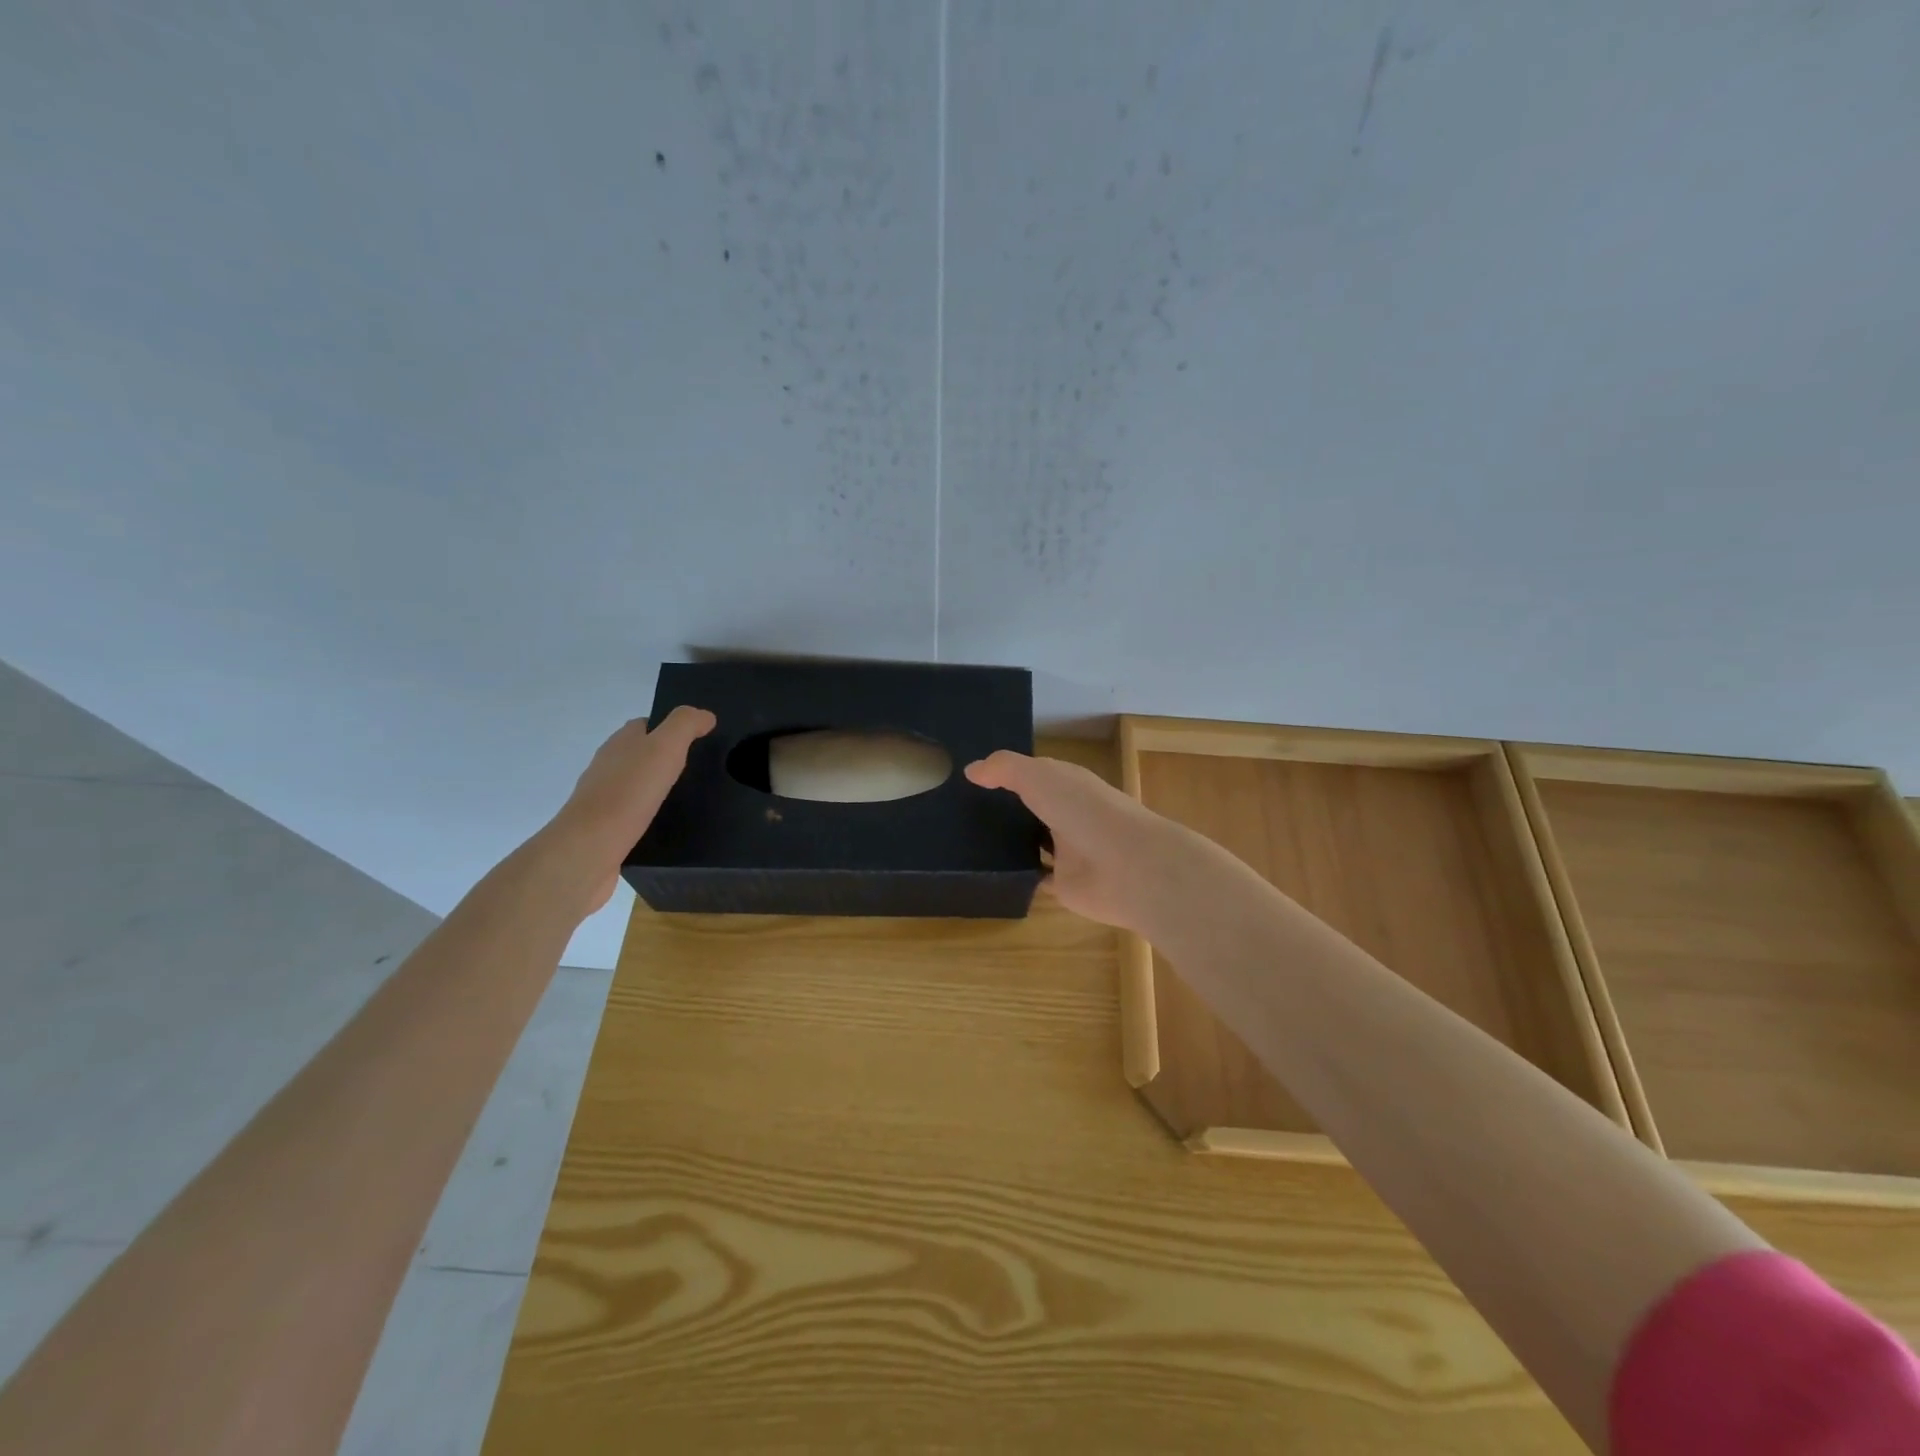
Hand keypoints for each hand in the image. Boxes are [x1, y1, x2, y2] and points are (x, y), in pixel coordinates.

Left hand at [558, 706, 715, 912]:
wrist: (590, 848)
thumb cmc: (629, 792)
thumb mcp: (665, 747)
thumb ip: (686, 725)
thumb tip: (705, 715)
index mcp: (620, 743)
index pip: (645, 725)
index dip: (669, 728)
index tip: (697, 740)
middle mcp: (607, 766)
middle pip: (638, 754)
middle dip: (664, 759)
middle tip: (698, 770)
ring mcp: (602, 798)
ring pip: (634, 785)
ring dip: (655, 788)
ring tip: (687, 798)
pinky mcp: (604, 828)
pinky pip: (631, 814)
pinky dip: (648, 814)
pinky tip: (666, 824)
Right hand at [963, 750, 1211, 936]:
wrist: (1129, 868)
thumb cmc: (1086, 811)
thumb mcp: (1040, 776)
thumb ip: (1005, 769)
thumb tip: (970, 770)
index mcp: (1067, 784)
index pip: (1032, 774)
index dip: (1005, 773)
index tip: (969, 777)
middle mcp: (1067, 814)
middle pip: (1030, 809)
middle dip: (1002, 809)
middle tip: (956, 811)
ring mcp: (1066, 851)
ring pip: (1031, 843)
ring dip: (1007, 843)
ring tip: (963, 841)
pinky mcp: (1064, 884)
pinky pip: (1035, 877)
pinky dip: (1017, 875)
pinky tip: (987, 872)